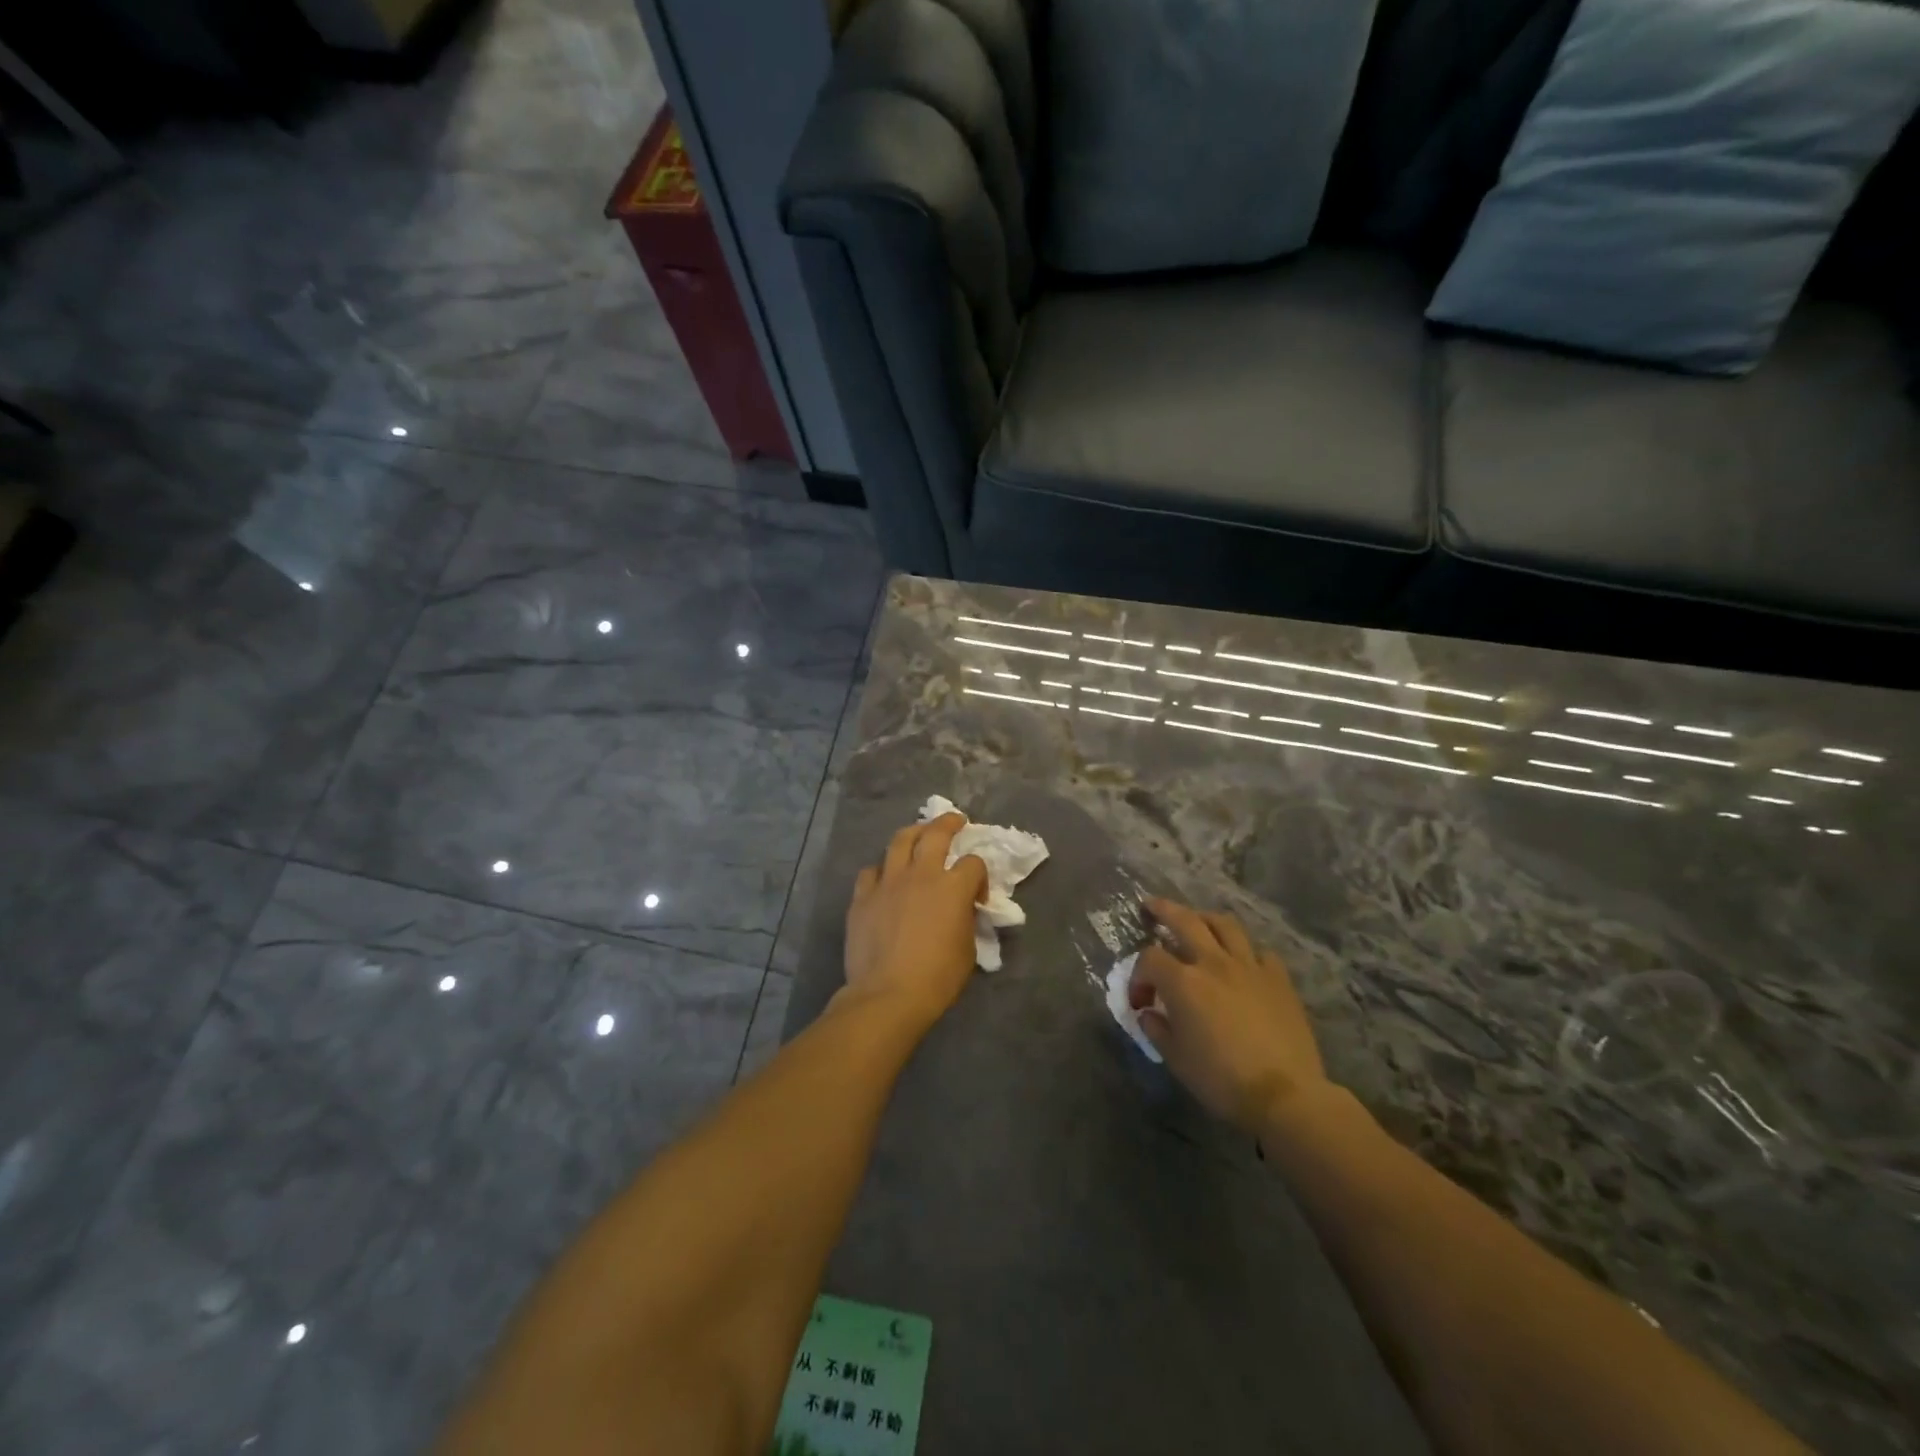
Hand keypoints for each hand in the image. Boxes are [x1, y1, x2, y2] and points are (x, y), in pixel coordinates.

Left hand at [841, 813, 987, 1027]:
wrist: (888, 995)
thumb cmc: (937, 978)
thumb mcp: (967, 949)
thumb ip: (965, 920)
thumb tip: (960, 911)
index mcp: (953, 888)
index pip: (973, 863)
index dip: (980, 876)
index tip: (978, 896)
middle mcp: (921, 875)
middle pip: (935, 834)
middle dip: (948, 823)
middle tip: (955, 820)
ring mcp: (888, 882)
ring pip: (899, 841)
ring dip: (913, 833)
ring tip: (918, 833)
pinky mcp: (862, 897)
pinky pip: (870, 871)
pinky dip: (881, 870)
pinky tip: (884, 876)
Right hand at [1130, 898, 1333, 1134]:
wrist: (1286, 1095)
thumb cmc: (1222, 1080)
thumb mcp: (1176, 1060)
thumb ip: (1157, 1030)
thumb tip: (1149, 1013)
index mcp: (1183, 982)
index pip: (1150, 959)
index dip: (1138, 976)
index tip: (1140, 1001)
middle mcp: (1214, 963)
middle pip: (1184, 920)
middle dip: (1163, 909)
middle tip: (1151, 906)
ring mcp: (1250, 967)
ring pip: (1225, 925)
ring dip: (1205, 919)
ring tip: (1198, 922)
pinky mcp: (1278, 979)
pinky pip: (1259, 952)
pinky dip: (1245, 951)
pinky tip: (1242, 961)